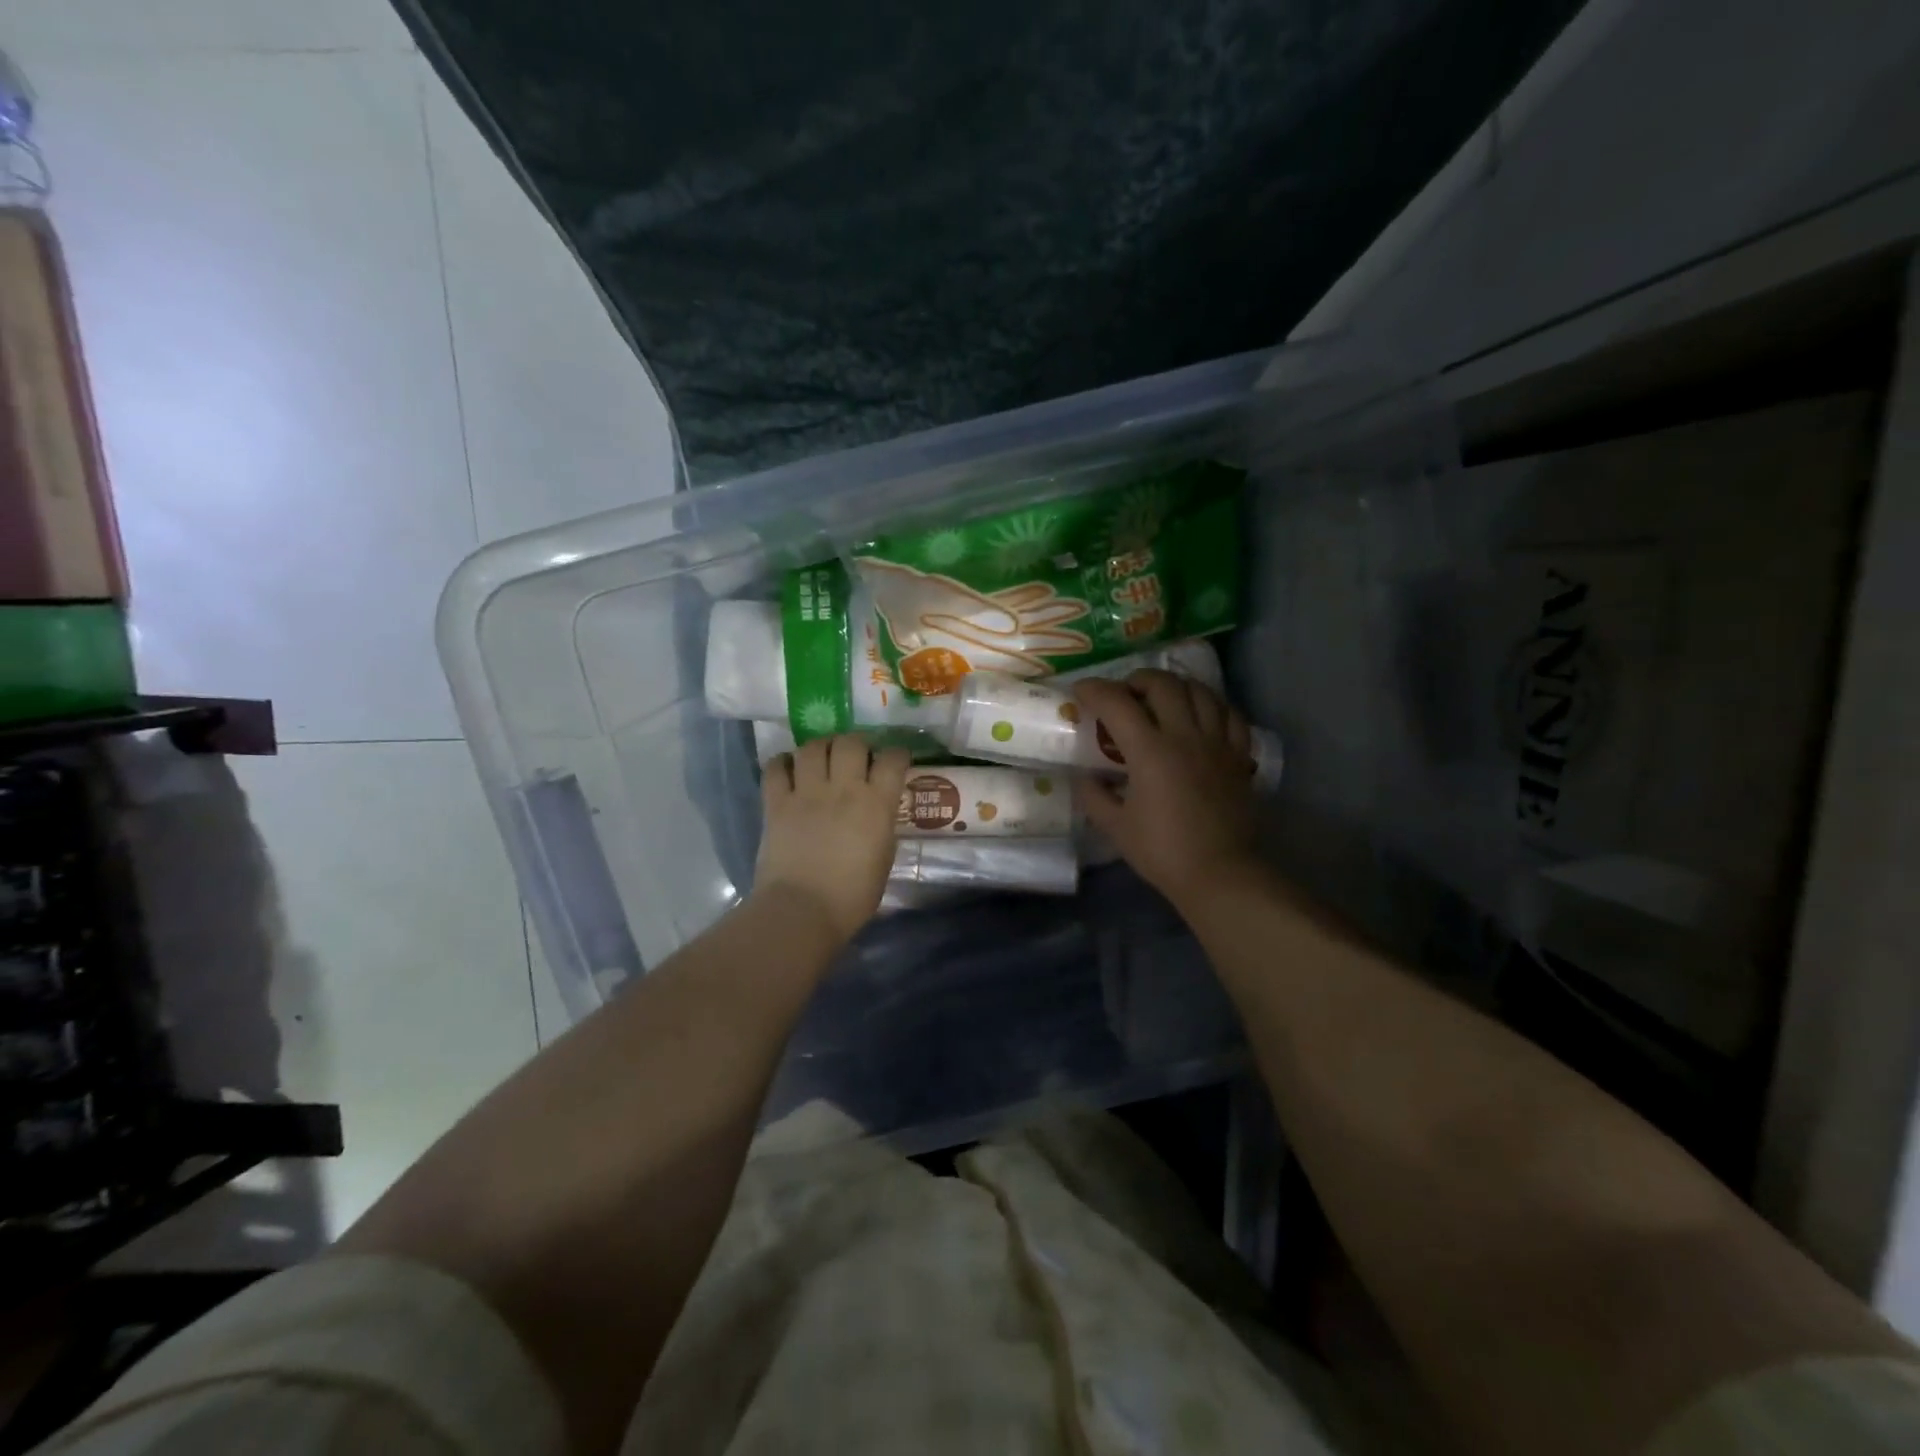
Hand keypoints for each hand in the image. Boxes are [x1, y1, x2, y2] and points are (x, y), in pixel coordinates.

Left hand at [755, 734, 912, 942]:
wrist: (802, 911)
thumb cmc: (852, 897)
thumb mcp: (883, 859)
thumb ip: (882, 828)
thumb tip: (877, 815)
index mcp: (876, 804)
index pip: (892, 760)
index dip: (896, 754)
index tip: (895, 760)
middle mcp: (843, 789)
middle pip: (851, 743)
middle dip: (857, 744)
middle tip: (856, 756)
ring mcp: (807, 793)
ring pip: (813, 747)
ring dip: (821, 747)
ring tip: (822, 757)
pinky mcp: (776, 803)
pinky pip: (776, 768)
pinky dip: (783, 763)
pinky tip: (788, 768)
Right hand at [1073, 671, 1258, 907]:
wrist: (1219, 873)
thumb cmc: (1162, 851)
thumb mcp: (1116, 827)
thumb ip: (1094, 796)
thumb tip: (1085, 778)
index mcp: (1150, 751)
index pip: (1117, 702)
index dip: (1094, 690)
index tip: (1081, 691)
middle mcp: (1185, 736)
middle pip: (1163, 684)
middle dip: (1137, 680)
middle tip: (1124, 694)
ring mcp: (1217, 743)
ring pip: (1200, 691)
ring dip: (1175, 686)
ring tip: (1162, 698)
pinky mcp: (1239, 756)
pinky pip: (1230, 714)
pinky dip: (1211, 705)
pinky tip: (1200, 714)